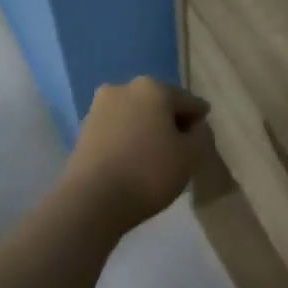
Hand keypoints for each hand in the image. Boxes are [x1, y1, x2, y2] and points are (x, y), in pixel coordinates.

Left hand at [61, 77, 212, 232]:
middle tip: (181, 149)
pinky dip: (128, 141)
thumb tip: (195, 126)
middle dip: (170, 123)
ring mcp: (99, 108)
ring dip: (148, 131)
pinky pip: (117, 130)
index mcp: (153, 88)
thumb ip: (201, 135)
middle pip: (159, 104)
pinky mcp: (83, 129)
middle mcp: (123, 88)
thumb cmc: (149, 172)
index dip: (199, 122)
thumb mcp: (190, 156)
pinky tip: (134, 162)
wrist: (92, 200)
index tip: (203, 140)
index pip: (189, 102)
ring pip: (135, 116)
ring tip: (156, 158)